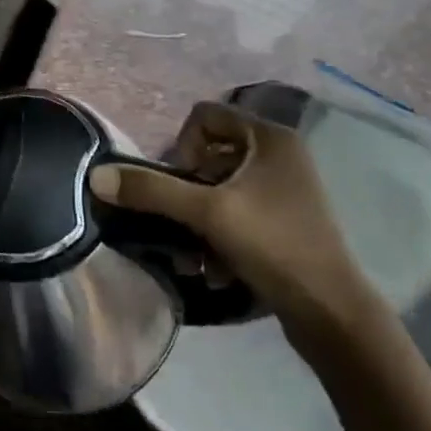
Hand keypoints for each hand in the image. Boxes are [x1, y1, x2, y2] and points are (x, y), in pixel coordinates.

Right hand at [87, 101, 366, 341]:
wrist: (333, 314)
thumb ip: (152, 190)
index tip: (180, 183)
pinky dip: (220, 236)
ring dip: (199, 220)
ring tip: (194, 256)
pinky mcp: (287, 222)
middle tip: (181, 221)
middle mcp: (281, 155)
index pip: (205, 116)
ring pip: (222, 189)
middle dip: (188, 192)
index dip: (182, 145)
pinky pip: (239, 213)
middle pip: (211, 156)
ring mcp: (286, 190)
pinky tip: (215, 270)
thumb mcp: (208, 213)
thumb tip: (97, 175)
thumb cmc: (274, 246)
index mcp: (270, 137)